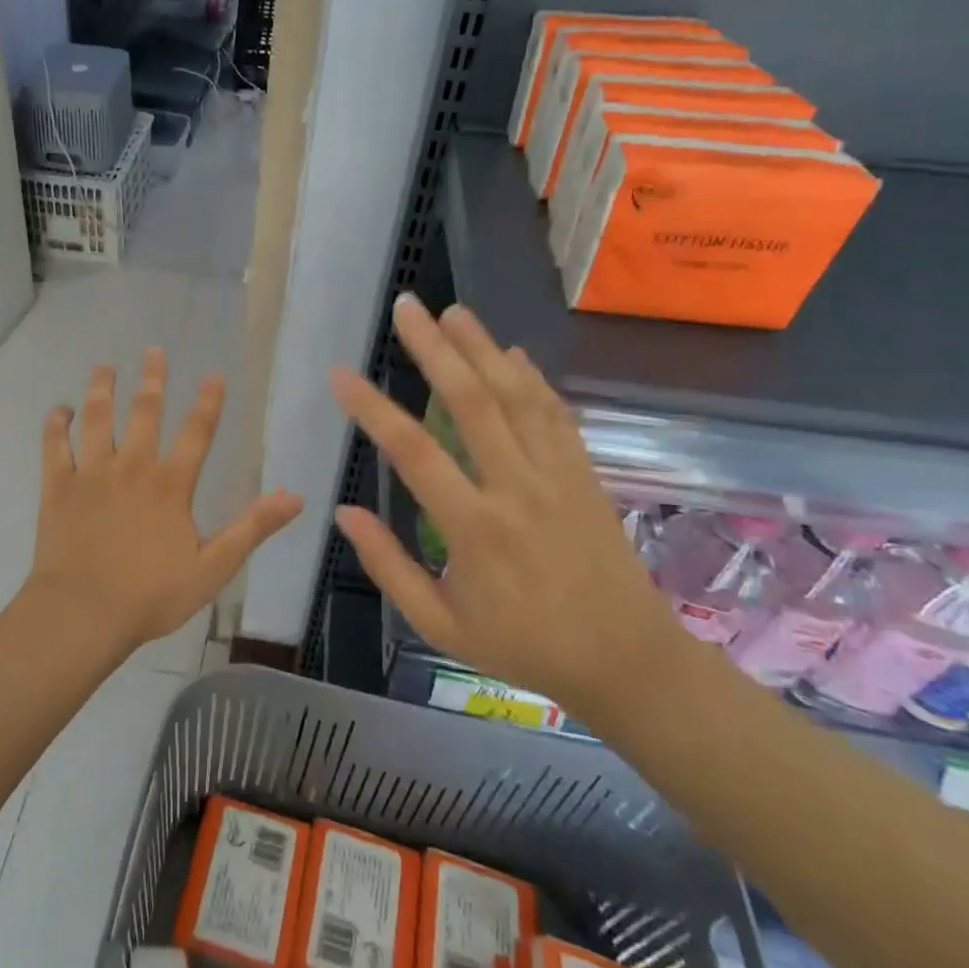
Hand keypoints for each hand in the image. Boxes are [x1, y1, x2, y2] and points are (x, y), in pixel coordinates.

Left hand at [27, 349, 304, 654]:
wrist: (82, 614)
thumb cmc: (151, 595)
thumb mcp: (213, 567)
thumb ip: (253, 528)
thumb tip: (295, 497)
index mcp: (171, 484)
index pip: (197, 432)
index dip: (208, 402)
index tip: (214, 374)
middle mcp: (132, 467)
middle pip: (144, 411)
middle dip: (152, 379)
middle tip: (154, 351)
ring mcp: (91, 473)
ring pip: (97, 418)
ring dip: (101, 390)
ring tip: (104, 367)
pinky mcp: (57, 486)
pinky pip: (54, 446)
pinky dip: (56, 425)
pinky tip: (59, 410)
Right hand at [329, 296, 679, 717]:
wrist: (626, 661)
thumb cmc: (523, 647)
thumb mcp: (441, 625)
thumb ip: (389, 567)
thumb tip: (344, 512)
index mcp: (475, 529)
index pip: (414, 453)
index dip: (373, 409)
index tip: (341, 375)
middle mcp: (517, 489)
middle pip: (472, 402)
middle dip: (435, 348)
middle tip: (406, 307)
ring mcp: (558, 476)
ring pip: (517, 396)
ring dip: (483, 348)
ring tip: (452, 311)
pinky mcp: (586, 474)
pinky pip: (556, 414)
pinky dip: (532, 378)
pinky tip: (510, 352)